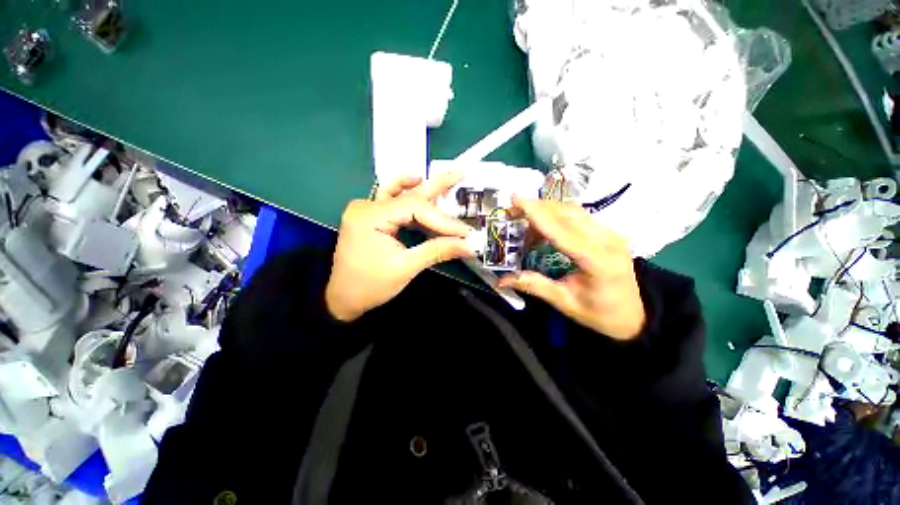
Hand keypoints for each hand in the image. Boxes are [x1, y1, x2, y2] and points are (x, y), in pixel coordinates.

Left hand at [325, 172, 474, 321]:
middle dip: (437, 184)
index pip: (415, 208)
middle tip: (461, 171)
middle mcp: (367, 206)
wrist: (342, 299)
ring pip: (401, 193)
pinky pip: (393, 201)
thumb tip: (468, 246)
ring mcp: (367, 210)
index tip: (465, 232)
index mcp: (370, 217)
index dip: (443, 220)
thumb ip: (437, 251)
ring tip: (447, 180)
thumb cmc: (370, 286)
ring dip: (423, 188)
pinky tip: (421, 190)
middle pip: (408, 192)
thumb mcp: (405, 268)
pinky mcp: (371, 217)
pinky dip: (411, 199)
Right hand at [498, 196, 645, 339]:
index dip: (537, 214)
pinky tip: (543, 225)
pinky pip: (579, 216)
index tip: (516, 199)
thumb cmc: (600, 313)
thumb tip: (501, 281)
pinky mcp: (608, 232)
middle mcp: (608, 241)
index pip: (562, 231)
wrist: (634, 315)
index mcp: (598, 261)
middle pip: (568, 214)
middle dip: (538, 208)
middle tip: (512, 210)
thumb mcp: (565, 302)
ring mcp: (611, 234)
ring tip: (524, 218)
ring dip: (546, 210)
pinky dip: (557, 215)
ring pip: (574, 211)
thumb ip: (534, 286)